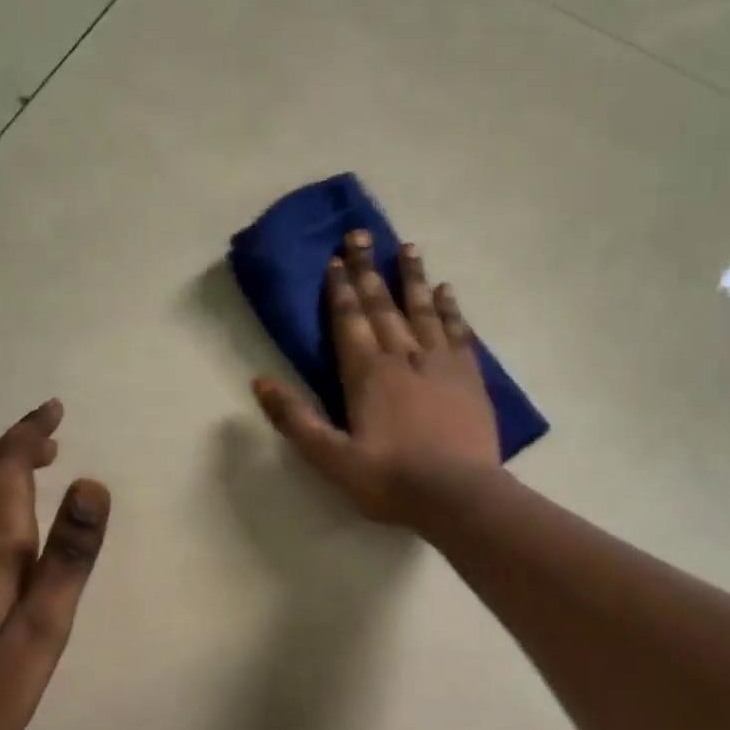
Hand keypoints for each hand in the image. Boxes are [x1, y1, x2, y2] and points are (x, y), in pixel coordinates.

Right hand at [253, 230, 500, 525]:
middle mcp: (403, 357)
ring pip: (422, 310)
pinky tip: (446, 291)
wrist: (458, 496)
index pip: (349, 321)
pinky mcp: (469, 377)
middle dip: (368, 270)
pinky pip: (457, 331)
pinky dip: (450, 309)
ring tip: (407, 247)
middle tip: (361, 234)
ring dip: (412, 278)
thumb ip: (296, 420)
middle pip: (383, 305)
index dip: (340, 290)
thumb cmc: (391, 480)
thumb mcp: (332, 459)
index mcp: (367, 374)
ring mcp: (440, 363)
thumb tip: (259, 381)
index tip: (335, 259)